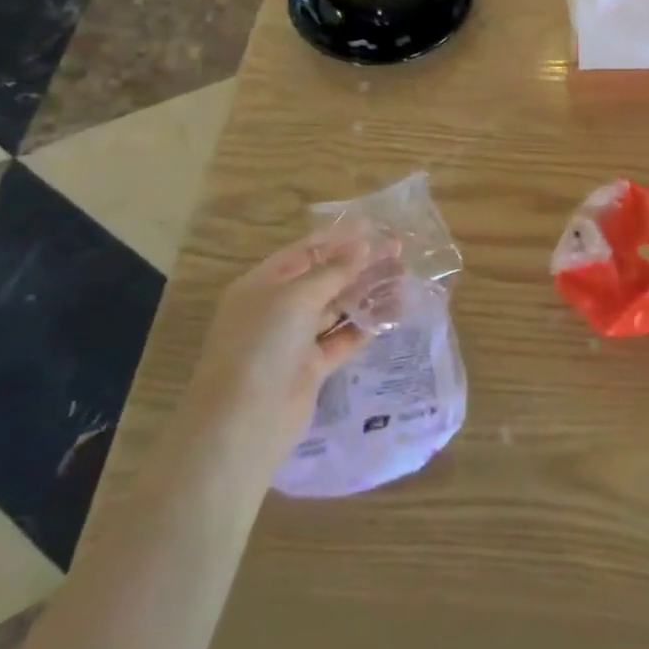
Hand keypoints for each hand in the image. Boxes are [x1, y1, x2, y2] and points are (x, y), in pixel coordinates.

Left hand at [189, 231, 386, 458]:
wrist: (245, 421)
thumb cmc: (262, 345)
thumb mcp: (295, 298)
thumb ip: (333, 271)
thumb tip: (363, 247)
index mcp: (263, 284)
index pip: (305, 252)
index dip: (339, 238)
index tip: (374, 227)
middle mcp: (278, 309)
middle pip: (325, 279)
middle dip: (360, 265)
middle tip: (399, 252)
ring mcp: (295, 339)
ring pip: (337, 308)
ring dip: (367, 293)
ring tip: (404, 279)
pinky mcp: (313, 367)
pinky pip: (344, 338)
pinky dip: (367, 325)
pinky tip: (394, 312)